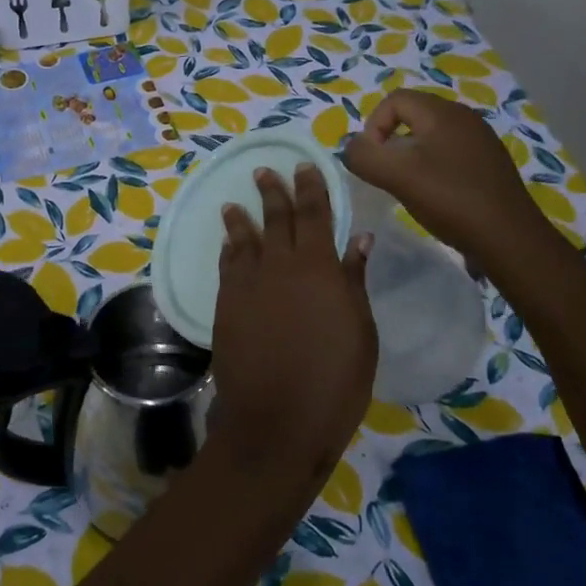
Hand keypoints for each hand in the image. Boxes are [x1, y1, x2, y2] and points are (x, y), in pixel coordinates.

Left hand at [210, 164, 376, 485]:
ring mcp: (247, 285)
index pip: (315, 214)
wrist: (276, 420)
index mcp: (319, 268)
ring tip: (236, 201)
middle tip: (265, 171)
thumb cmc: (334, 381)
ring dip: (242, 217)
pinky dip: (229, 249)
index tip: (305, 166)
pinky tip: (228, 242)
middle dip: (273, 192)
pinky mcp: (225, 305)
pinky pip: (227, 266)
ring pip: (244, 239)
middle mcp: (279, 266)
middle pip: (276, 219)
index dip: (310, 188)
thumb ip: (354, 280)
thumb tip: (358, 238)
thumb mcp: (361, 332)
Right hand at [342, 89, 551, 258]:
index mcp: (443, 113)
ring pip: (431, 137)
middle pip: (413, 115)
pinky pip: (450, 154)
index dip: (373, 125)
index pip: (395, 100)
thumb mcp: (396, 176)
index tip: (373, 159)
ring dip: (411, 156)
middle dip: (391, 141)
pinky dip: (433, 168)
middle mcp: (465, 118)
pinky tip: (435, 196)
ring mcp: (481, 141)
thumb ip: (363, 156)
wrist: (509, 239)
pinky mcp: (489, 165)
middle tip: (386, 173)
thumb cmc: (450, 199)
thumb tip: (351, 147)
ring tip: (408, 186)